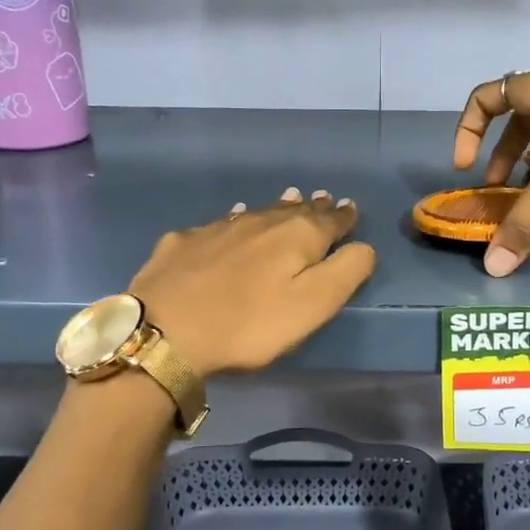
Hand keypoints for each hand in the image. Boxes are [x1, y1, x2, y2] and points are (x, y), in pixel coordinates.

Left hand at [130, 188, 375, 376]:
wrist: (166, 330)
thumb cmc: (250, 324)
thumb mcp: (314, 305)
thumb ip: (346, 271)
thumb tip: (363, 245)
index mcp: (297, 237)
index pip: (330, 220)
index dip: (343, 216)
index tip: (350, 208)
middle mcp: (260, 222)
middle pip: (293, 210)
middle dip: (312, 206)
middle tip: (323, 198)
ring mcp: (218, 228)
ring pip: (257, 211)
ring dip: (277, 207)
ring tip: (289, 199)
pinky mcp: (184, 242)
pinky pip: (220, 222)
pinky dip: (234, 219)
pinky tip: (230, 220)